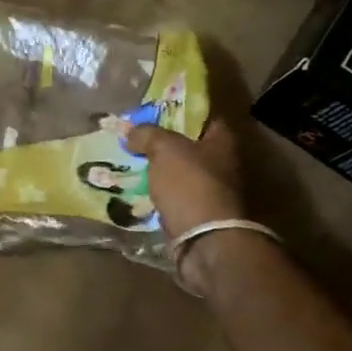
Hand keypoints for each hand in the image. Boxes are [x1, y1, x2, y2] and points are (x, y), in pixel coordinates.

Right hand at [126, 120, 247, 289]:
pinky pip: (173, 197)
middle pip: (190, 147)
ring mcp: (211, 192)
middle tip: (135, 138)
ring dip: (159, 170)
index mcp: (222, 143)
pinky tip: (137, 190)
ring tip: (129, 163)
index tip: (156, 111)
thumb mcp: (164, 148)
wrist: (204, 240)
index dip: (182, 112)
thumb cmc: (190, 184)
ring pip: (179, 174)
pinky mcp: (197, 215)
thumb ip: (148, 134)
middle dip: (164, 143)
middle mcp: (222, 165)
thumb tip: (133, 132)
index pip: (205, 118)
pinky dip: (158, 194)